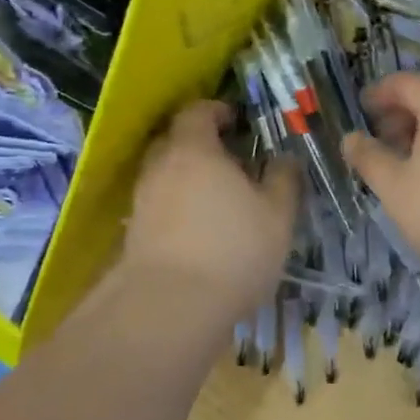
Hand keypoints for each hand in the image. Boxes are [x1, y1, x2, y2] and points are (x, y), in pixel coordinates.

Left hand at [123, 100, 297, 319]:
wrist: (170, 308)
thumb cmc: (234, 249)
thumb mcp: (277, 215)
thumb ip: (283, 180)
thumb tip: (285, 159)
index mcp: (194, 151)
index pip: (196, 112)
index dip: (216, 111)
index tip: (236, 121)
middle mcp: (160, 168)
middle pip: (174, 141)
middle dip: (199, 144)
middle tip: (230, 161)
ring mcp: (141, 202)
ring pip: (164, 175)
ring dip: (186, 178)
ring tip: (216, 200)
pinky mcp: (134, 234)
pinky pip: (158, 206)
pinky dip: (176, 207)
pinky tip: (198, 231)